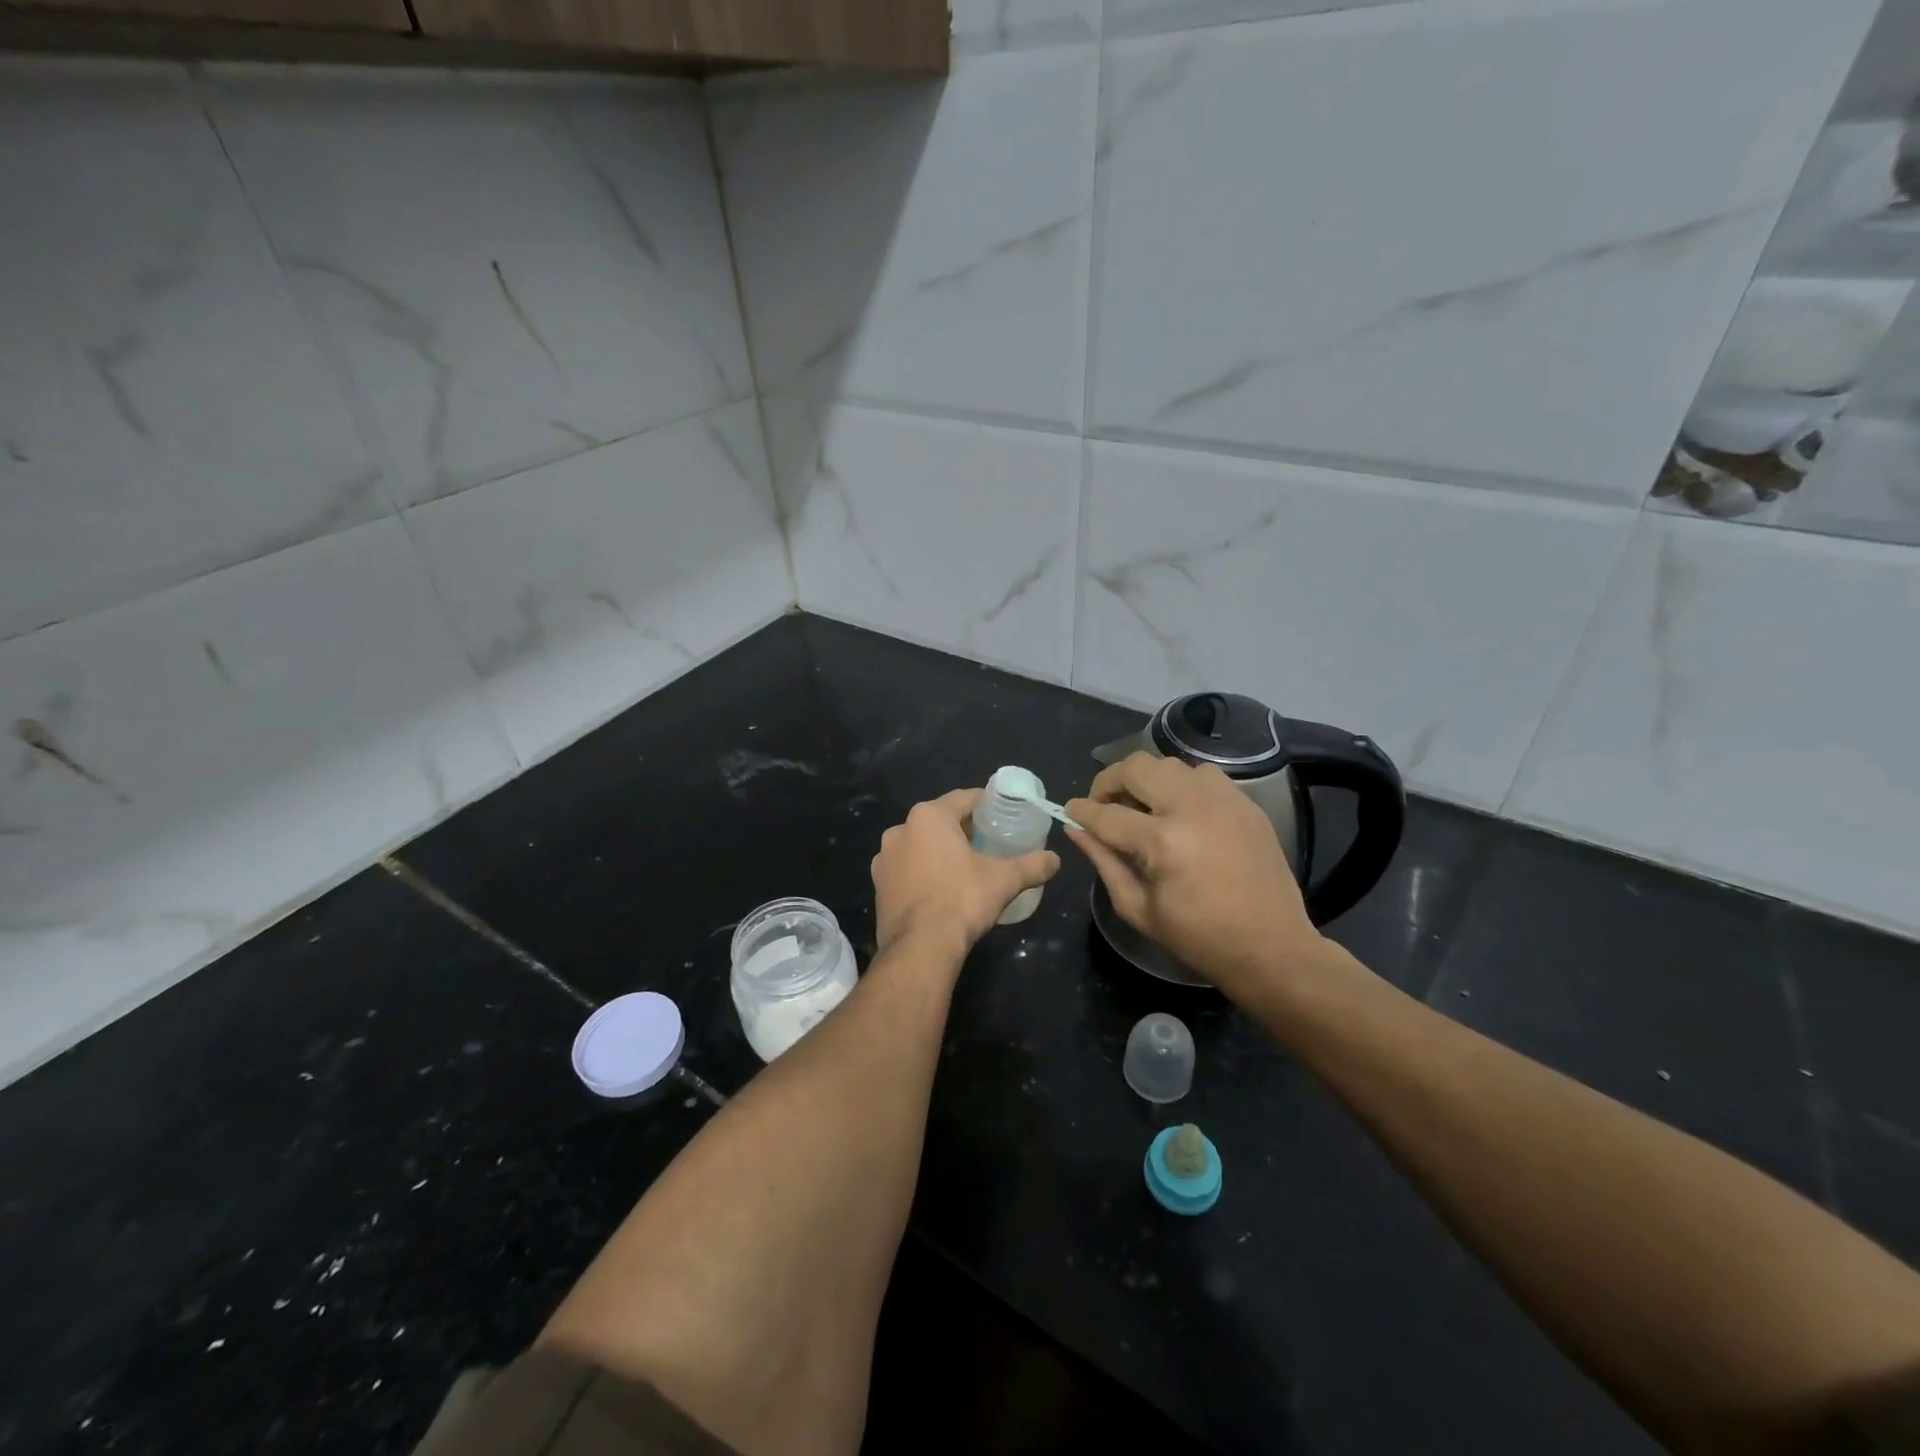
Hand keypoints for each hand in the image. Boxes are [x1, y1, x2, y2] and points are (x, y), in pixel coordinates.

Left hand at [872, 789, 1060, 957]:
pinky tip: (940, 889)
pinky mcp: (878, 886)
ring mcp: (883, 859)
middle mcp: (900, 830)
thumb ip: (1032, 866)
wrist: (919, 947)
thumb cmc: (962, 899)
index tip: (1001, 812)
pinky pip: (906, 870)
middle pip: (938, 821)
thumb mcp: (1004, 880)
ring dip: (938, 851)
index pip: (963, 798)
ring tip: (963, 867)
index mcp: (928, 817)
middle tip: (987, 841)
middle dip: (961, 828)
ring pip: (919, 846)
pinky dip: (922, 873)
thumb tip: (1056, 860)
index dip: (985, 804)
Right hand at [1065, 753, 1324, 996]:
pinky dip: (1181, 785)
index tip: (1070, 811)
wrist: (1271, 947)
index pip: (1106, 814)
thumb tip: (1076, 830)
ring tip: (1142, 806)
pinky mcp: (1245, 803)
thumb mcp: (1138, 908)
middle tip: (1104, 803)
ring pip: (1169, 764)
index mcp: (1162, 842)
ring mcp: (1223, 800)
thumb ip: (1104, 862)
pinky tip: (1179, 811)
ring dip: (1147, 780)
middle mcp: (1191, 808)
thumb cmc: (1199, 938)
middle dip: (1109, 781)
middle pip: (1136, 768)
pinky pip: (1203, 775)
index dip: (1081, 811)